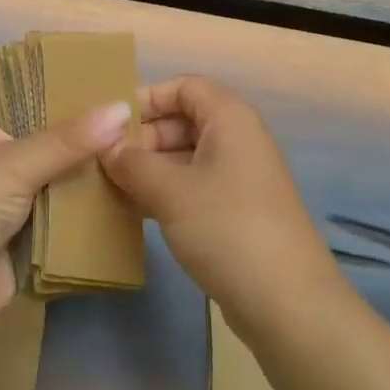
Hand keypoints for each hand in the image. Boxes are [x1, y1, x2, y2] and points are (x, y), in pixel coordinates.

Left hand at [0, 101, 130, 327]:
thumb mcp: (18, 162)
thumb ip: (70, 139)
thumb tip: (123, 108)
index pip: (33, 93)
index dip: (68, 86)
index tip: (114, 78)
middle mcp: (6, 154)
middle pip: (56, 136)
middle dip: (92, 132)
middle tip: (143, 118)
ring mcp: (20, 194)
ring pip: (67, 175)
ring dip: (97, 171)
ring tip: (147, 151)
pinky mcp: (35, 230)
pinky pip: (71, 211)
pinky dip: (94, 207)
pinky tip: (133, 193)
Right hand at [103, 75, 335, 324]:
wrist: (286, 303)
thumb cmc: (226, 227)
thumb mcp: (170, 190)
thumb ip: (132, 163)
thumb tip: (106, 148)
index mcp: (229, 119)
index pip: (183, 86)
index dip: (146, 98)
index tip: (109, 124)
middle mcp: (237, 140)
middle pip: (183, 121)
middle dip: (142, 137)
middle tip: (103, 162)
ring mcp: (239, 178)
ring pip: (185, 157)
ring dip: (149, 168)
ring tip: (110, 187)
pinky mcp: (236, 212)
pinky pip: (193, 187)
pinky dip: (165, 192)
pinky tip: (135, 212)